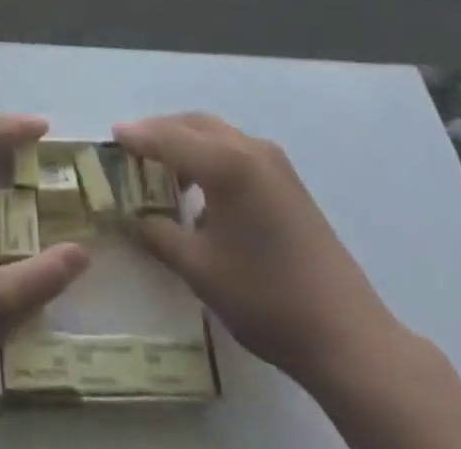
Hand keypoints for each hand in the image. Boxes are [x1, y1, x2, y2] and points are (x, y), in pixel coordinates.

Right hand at [113, 112, 401, 394]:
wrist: (348, 336)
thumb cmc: (267, 298)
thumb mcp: (200, 270)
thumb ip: (159, 235)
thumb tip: (133, 217)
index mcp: (227, 163)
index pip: (169, 137)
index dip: (138, 136)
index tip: (112, 134)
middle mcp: (250, 149)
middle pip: (194, 124)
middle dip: (161, 132)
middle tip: (133, 149)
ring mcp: (274, 163)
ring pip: (217, 135)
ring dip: (186, 143)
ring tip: (161, 169)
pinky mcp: (287, 181)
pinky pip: (236, 151)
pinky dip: (209, 156)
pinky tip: (200, 189)